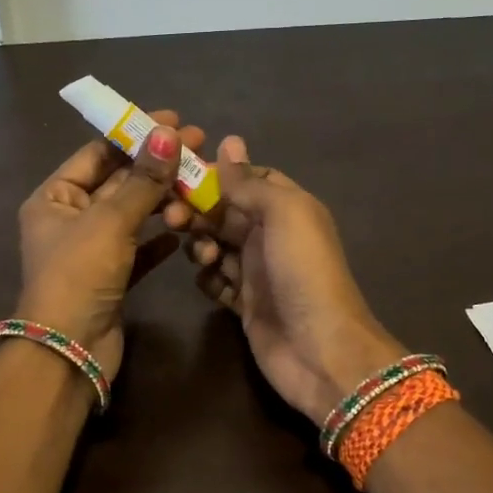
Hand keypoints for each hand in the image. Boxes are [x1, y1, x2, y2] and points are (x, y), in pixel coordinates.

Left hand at [16, 111, 204, 380]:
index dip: (134, 135)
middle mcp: (71, 220)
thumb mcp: (110, 221)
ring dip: (162, 200)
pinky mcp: (112, 278)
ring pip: (132, 215)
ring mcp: (92, 251)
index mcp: (54, 199)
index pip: (97, 154)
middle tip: (200, 147)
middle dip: (156, 165)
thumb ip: (142, 180)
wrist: (70, 352)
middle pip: (118, 182)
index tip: (174, 121)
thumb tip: (169, 134)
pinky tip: (185, 230)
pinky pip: (139, 249)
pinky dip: (159, 239)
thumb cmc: (79, 276)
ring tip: (199, 185)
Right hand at [188, 137, 405, 423]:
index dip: (217, 175)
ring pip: (216, 245)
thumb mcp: (284, 213)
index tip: (182, 176)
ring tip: (204, 257)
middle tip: (173, 219)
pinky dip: (208, 278)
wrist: (320, 351)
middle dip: (198, 211)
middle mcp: (272, 236)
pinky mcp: (245, 305)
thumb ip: (251, 182)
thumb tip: (229, 142)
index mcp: (288, 207)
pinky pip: (216, 282)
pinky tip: (209, 281)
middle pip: (225, 211)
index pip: (248, 179)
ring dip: (201, 245)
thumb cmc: (303, 272)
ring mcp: (258, 272)